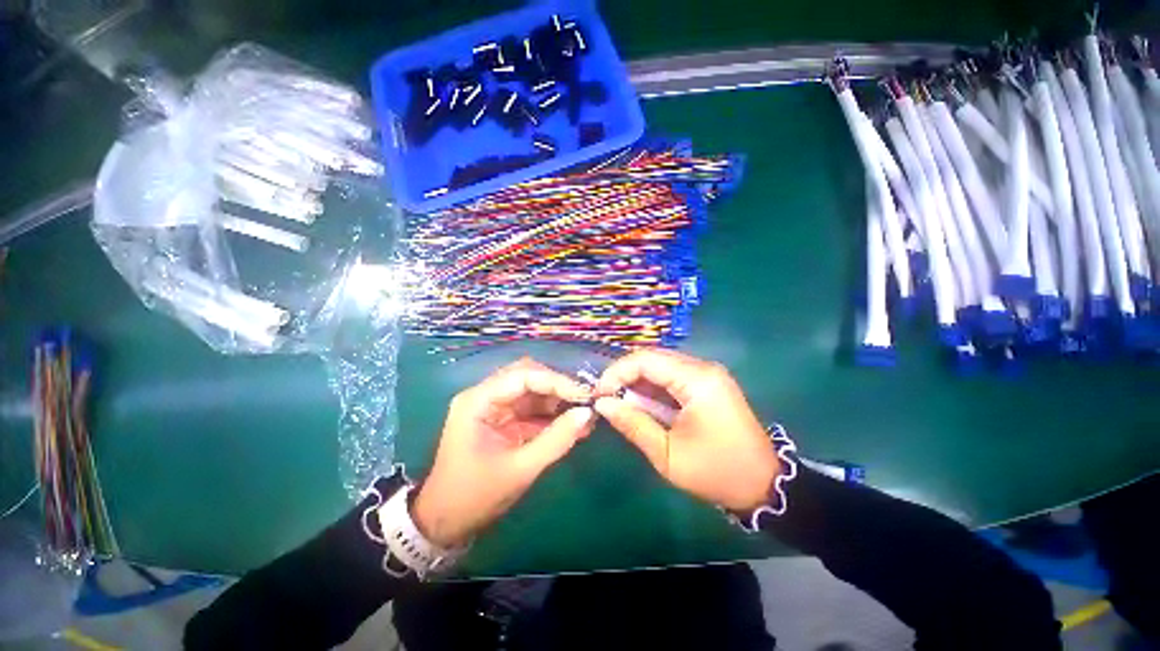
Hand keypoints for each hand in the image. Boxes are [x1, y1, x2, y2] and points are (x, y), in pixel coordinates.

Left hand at [412, 358, 595, 547]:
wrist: (445, 524)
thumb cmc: (475, 497)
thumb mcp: (520, 470)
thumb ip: (555, 440)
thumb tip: (587, 414)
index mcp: (478, 401)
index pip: (523, 375)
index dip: (556, 381)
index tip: (585, 395)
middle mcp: (485, 396)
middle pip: (528, 377)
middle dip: (559, 388)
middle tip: (586, 402)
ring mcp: (494, 407)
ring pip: (533, 391)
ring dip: (558, 401)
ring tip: (585, 415)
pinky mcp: (503, 420)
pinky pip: (532, 409)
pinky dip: (552, 415)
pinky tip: (572, 424)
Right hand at [593, 350, 779, 511]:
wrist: (763, 485)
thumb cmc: (715, 472)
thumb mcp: (667, 454)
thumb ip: (633, 424)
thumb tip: (602, 404)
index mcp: (697, 380)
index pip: (646, 360)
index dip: (616, 372)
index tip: (598, 394)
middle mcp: (703, 367)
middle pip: (653, 357)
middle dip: (625, 375)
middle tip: (606, 398)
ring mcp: (708, 373)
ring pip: (661, 365)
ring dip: (637, 380)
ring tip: (620, 402)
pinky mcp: (708, 383)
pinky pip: (673, 375)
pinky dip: (653, 387)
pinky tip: (642, 403)